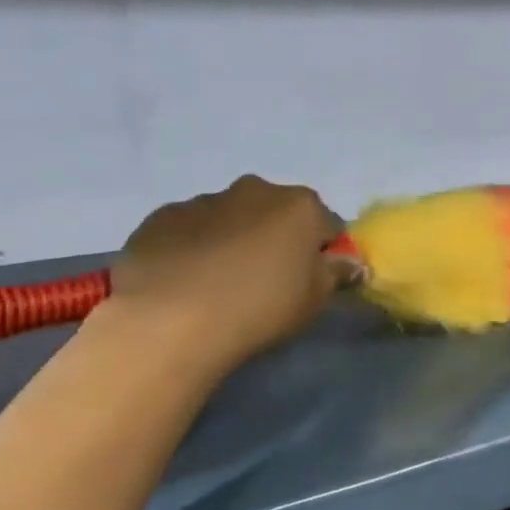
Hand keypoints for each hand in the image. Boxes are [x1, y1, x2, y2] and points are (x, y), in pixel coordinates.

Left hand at [104, 176, 351, 374]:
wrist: (170, 319)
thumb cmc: (260, 307)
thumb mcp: (314, 300)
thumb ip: (336, 273)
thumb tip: (349, 262)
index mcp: (300, 205)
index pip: (328, 225)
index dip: (322, 253)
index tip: (310, 281)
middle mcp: (255, 190)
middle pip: (277, 213)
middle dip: (276, 239)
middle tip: (266, 281)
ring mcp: (204, 200)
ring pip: (231, 218)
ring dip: (234, 240)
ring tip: (220, 285)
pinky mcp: (161, 217)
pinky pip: (190, 229)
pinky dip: (194, 247)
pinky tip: (186, 281)